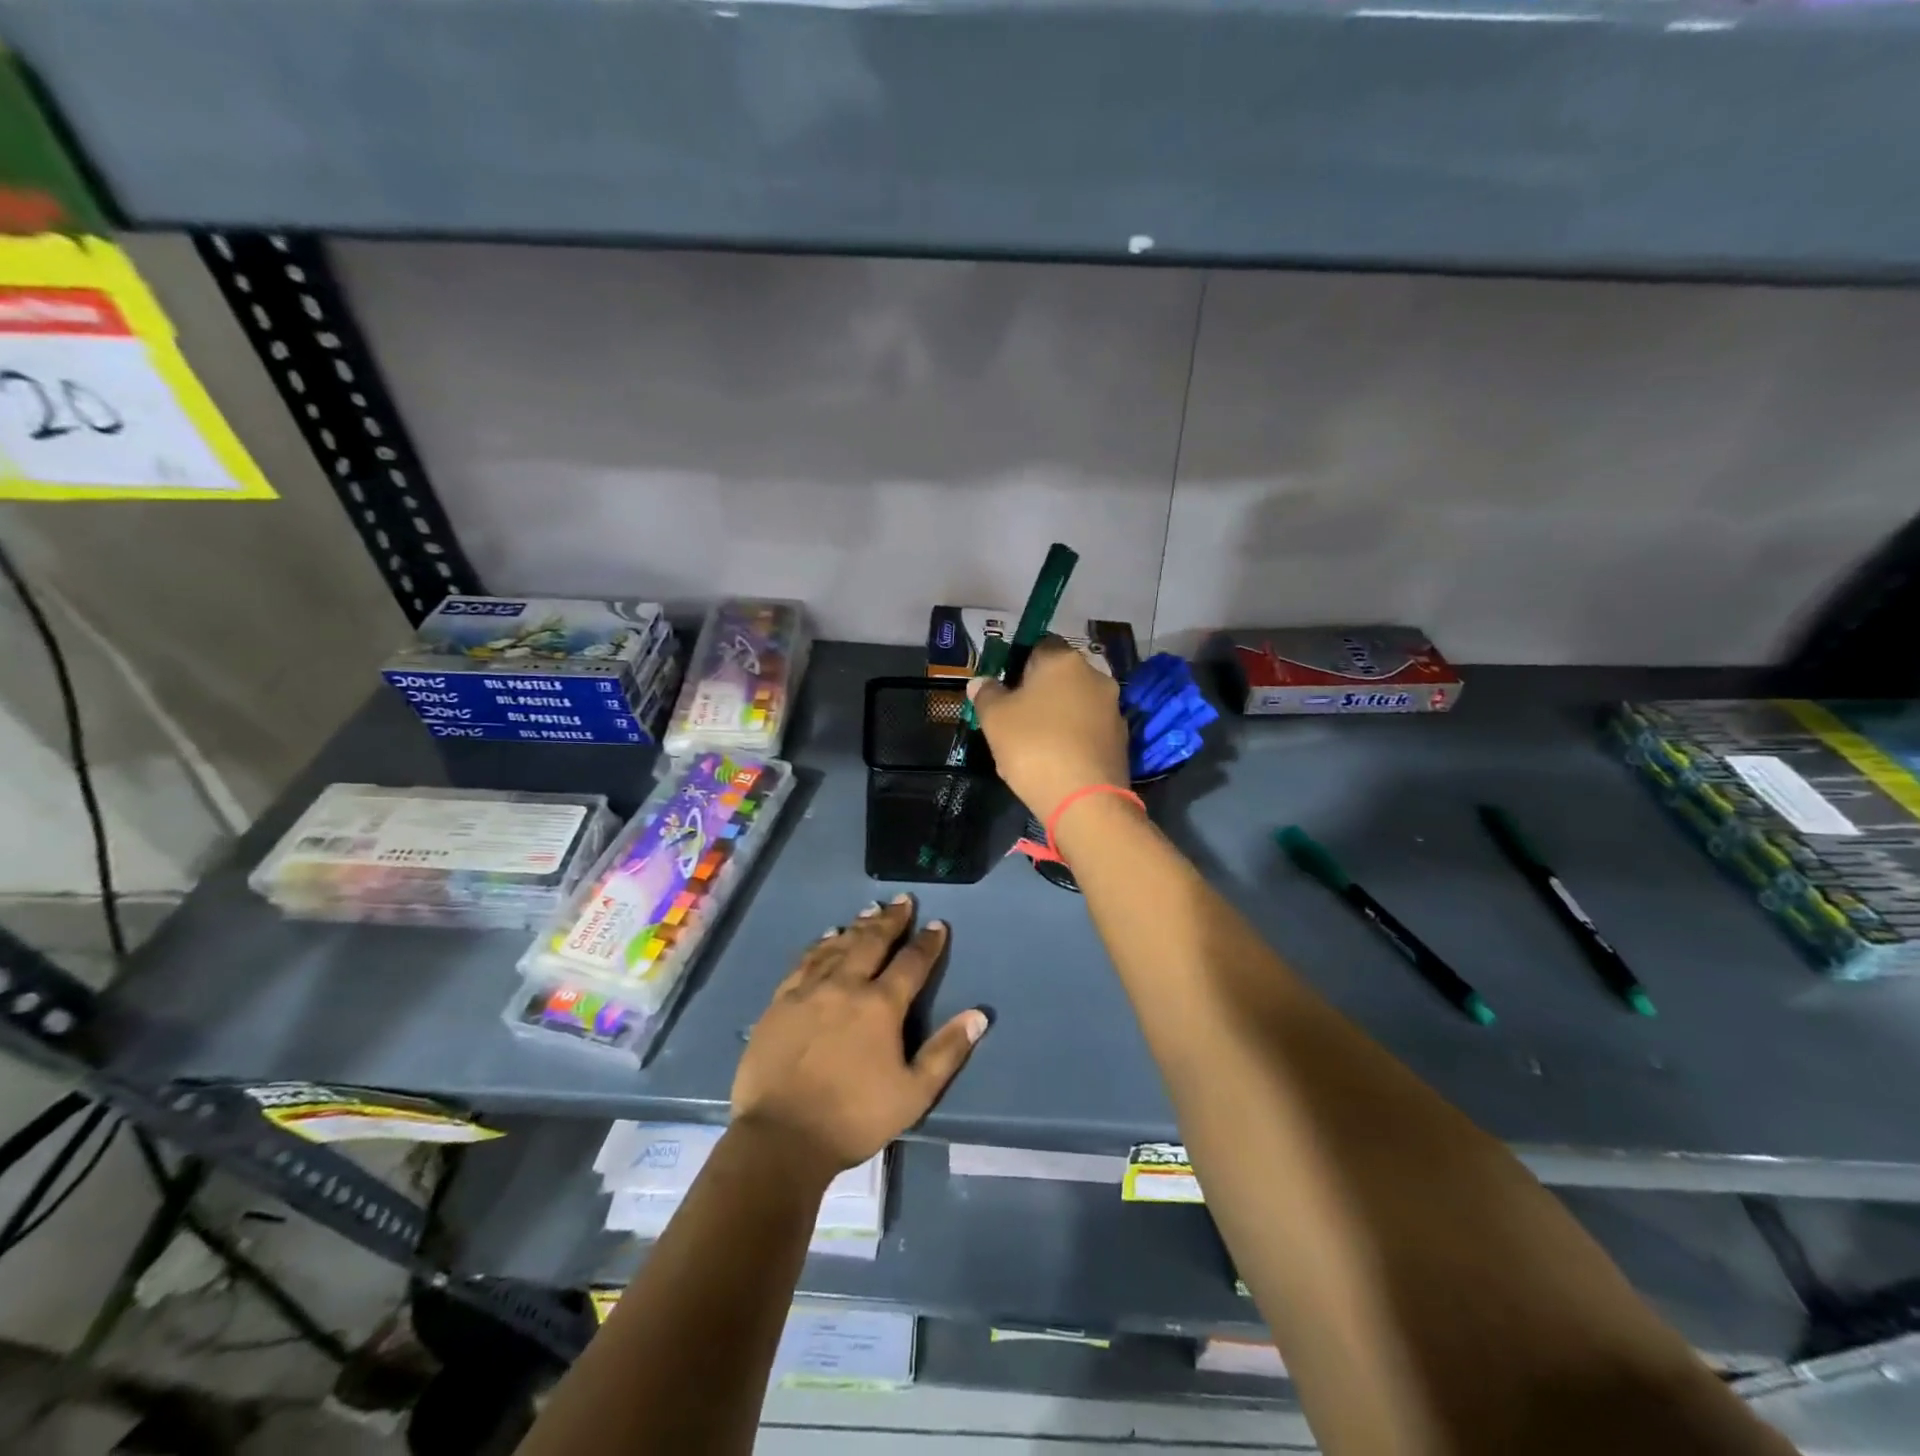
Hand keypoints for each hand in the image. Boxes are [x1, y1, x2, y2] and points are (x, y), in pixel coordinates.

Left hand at [733, 896, 987, 1172]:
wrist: (780, 1137)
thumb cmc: (854, 1118)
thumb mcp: (914, 1094)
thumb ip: (946, 1052)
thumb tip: (978, 1015)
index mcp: (881, 1005)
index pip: (911, 963)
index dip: (927, 943)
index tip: (937, 924)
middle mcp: (846, 985)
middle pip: (872, 941)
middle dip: (891, 920)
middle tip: (903, 901)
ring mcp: (809, 990)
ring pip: (838, 945)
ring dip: (858, 926)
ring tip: (871, 911)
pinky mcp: (781, 1001)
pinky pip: (805, 961)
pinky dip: (820, 944)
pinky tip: (827, 937)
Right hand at [966, 636, 1129, 821]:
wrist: (1085, 800)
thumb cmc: (1034, 747)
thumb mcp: (995, 719)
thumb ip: (986, 694)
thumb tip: (981, 681)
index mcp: (1064, 660)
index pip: (1040, 644)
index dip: (1020, 663)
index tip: (1005, 688)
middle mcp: (1096, 676)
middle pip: (1061, 675)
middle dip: (1040, 691)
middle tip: (1016, 718)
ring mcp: (1113, 709)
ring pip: (1077, 703)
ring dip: (1058, 716)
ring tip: (1035, 744)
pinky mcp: (1122, 740)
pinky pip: (1089, 729)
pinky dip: (1074, 738)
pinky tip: (1057, 761)